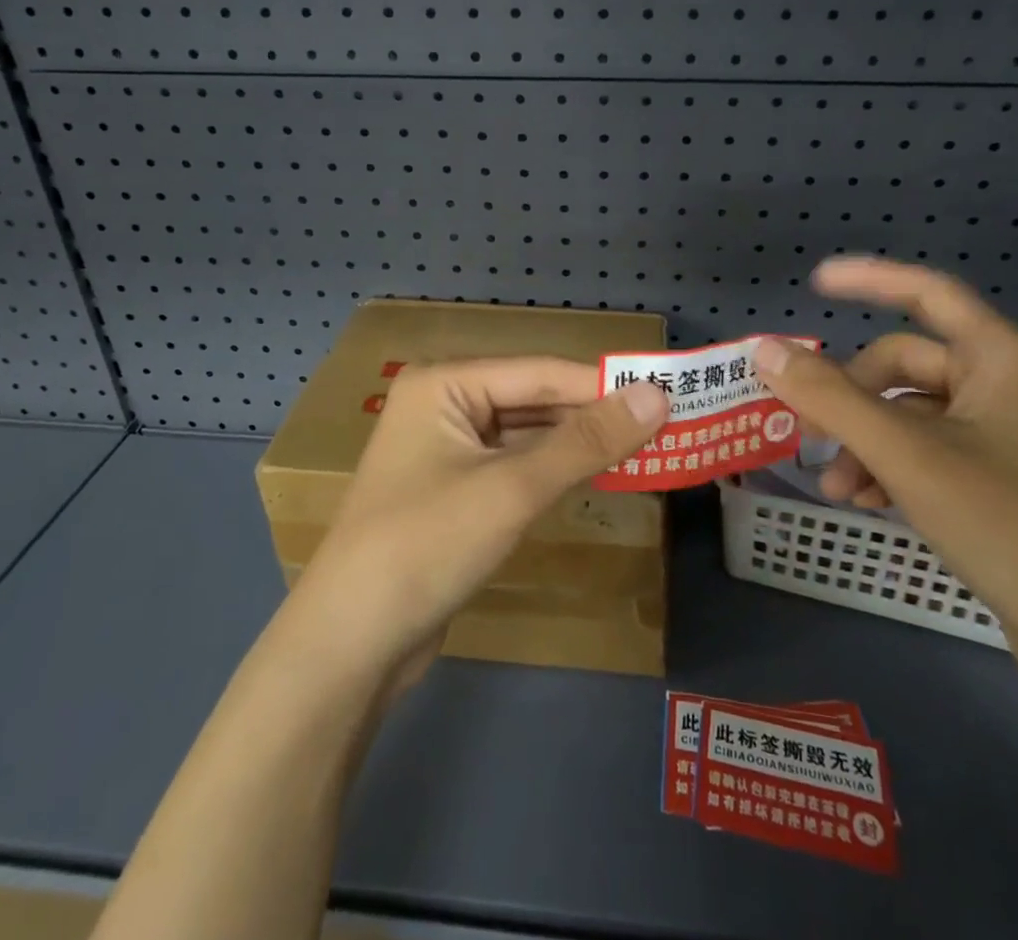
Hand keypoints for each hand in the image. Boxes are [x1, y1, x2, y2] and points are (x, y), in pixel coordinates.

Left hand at [292, 358, 668, 685]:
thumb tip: (657, 397)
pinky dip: (553, 471)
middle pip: (533, 400)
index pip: (541, 372)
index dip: (604, 384)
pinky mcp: (453, 489)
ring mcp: (446, 449)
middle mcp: (443, 403)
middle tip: (665, 426)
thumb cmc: (426, 546)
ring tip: (645, 449)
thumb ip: (586, 442)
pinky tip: (595, 476)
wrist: (349, 644)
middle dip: (593, 416)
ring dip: (578, 445)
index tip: (668, 394)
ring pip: (526, 434)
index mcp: (445, 382)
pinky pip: (514, 465)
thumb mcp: (512, 489)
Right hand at [754, 258, 1017, 672]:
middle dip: (853, 399)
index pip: (928, 293)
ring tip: (834, 489)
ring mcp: (1015, 439)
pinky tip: (868, 503)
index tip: (815, 284)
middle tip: (810, 433)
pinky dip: (896, 470)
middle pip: (909, 367)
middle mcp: (1013, 388)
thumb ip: (831, 399)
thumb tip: (765, 349)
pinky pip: (937, 454)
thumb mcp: (908, 457)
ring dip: (867, 442)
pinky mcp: (1012, 485)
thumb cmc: (1013, 527)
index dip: (869, 280)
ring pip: (917, 417)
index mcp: (1004, 360)